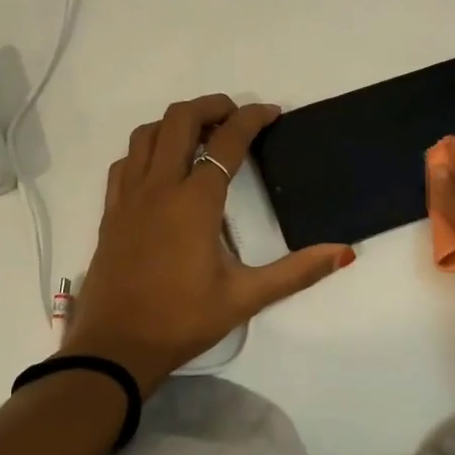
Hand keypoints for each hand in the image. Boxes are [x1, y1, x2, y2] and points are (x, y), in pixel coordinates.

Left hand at [60, 95, 353, 394]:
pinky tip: (160, 168)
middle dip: (210, 107)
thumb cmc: (183, 321)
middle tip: (235, 116)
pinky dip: (146, 149)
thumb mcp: (245, 297)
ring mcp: (128, 198)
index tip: (272, 113)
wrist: (115, 347)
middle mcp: (158, 188)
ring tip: (200, 135)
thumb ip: (297, 271)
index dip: (252, 119)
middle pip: (178, 120)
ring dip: (174, 123)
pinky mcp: (110, 213)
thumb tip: (344, 252)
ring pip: (145, 135)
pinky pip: (125, 162)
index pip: (226, 143)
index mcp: (195, 203)